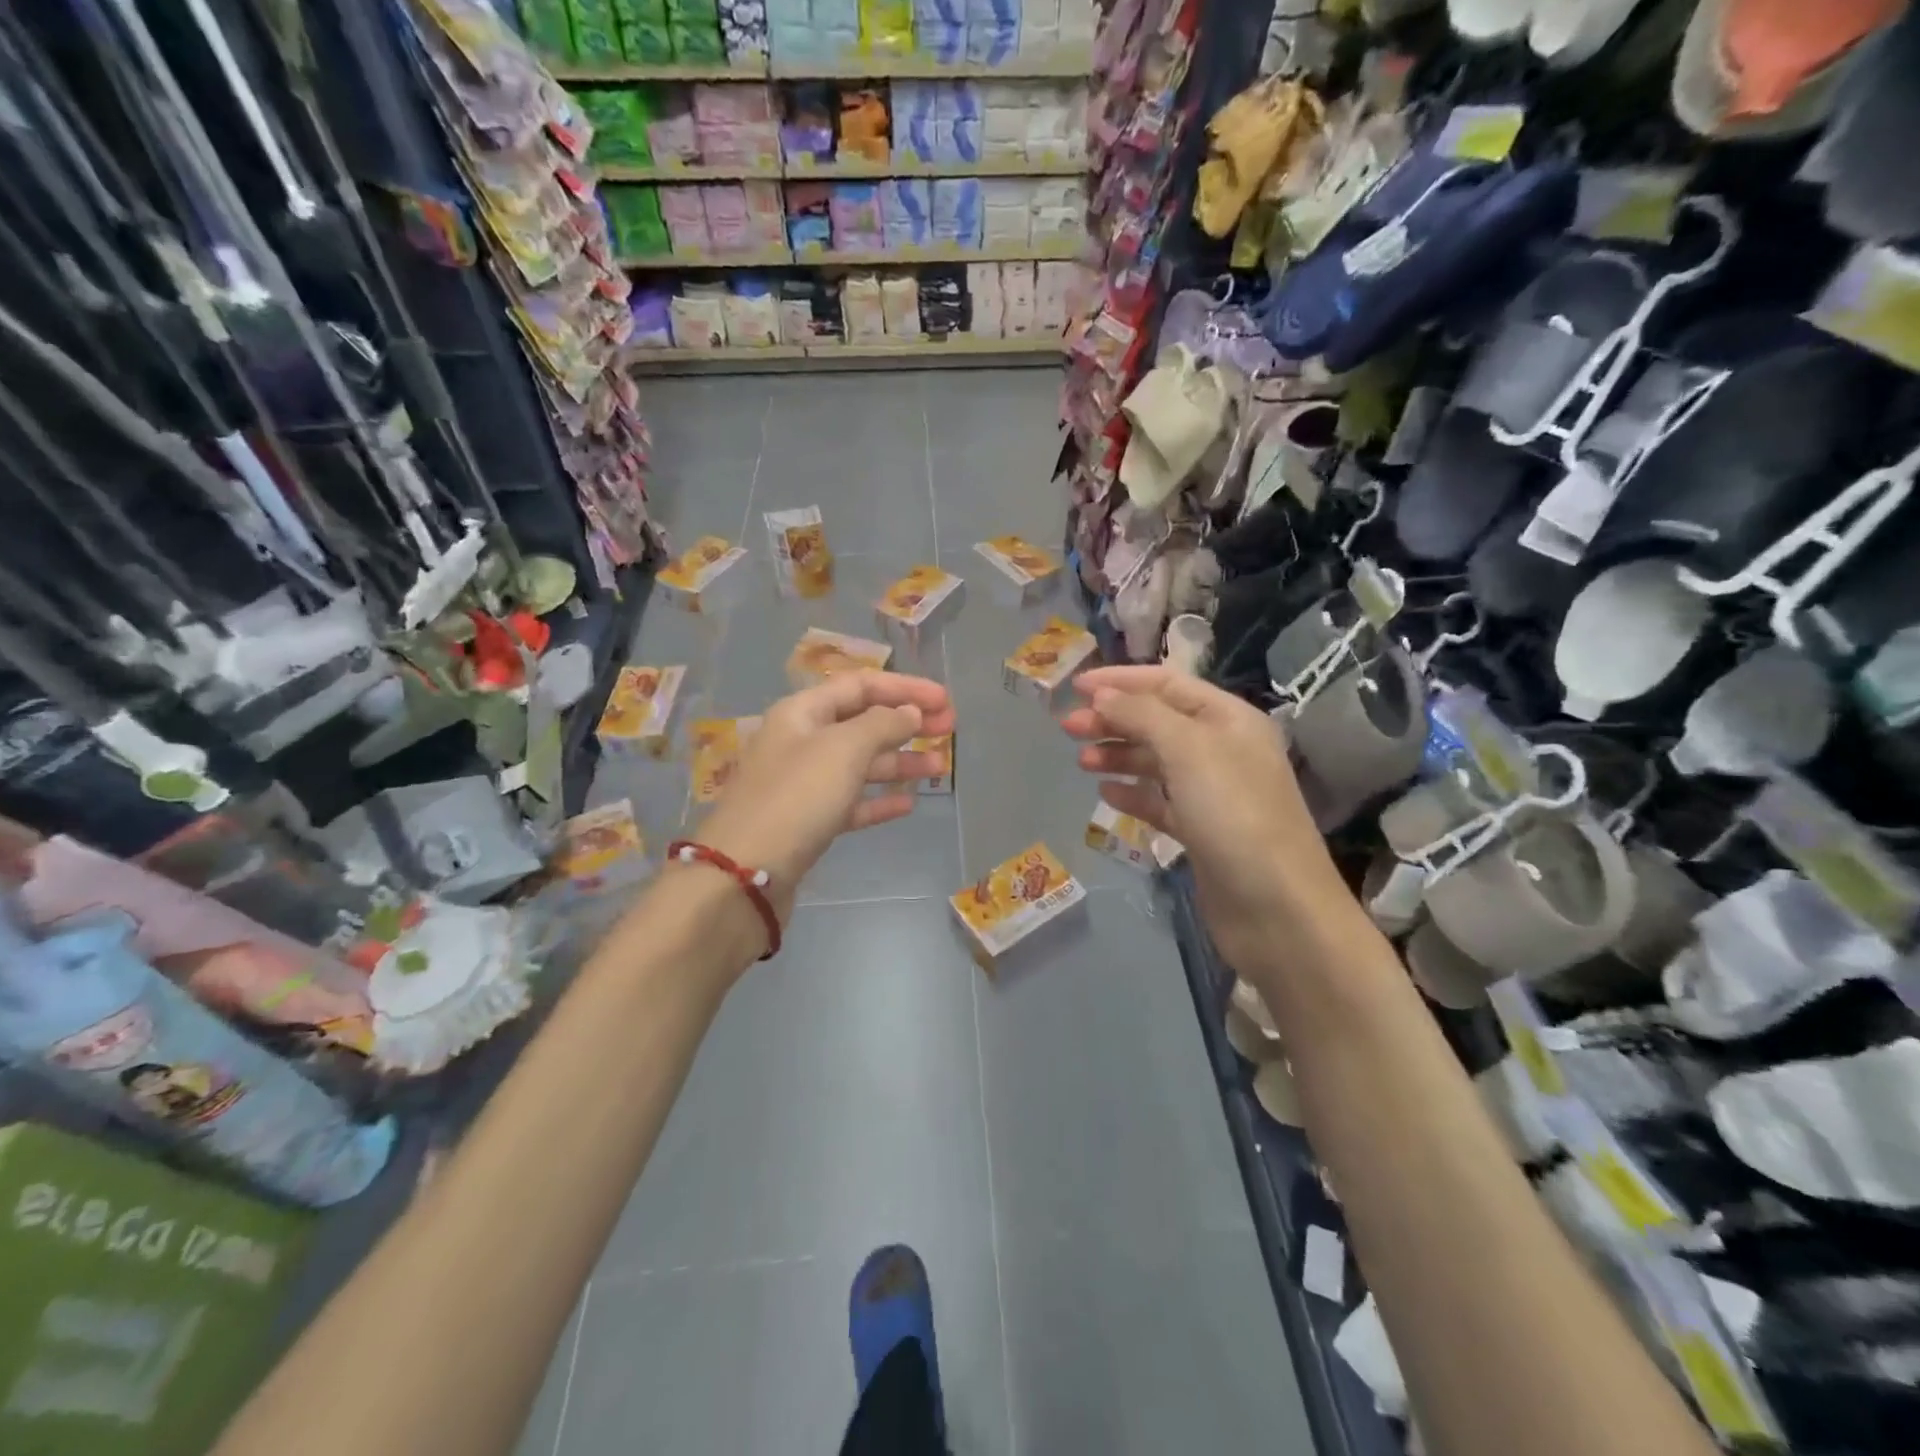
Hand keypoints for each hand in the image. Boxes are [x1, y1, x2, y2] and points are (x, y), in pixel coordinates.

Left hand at [692, 671, 954, 925]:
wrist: (745, 874)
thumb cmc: (797, 797)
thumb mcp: (843, 749)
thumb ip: (882, 724)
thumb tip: (909, 712)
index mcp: (802, 713)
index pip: (861, 686)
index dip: (905, 688)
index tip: (945, 700)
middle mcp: (801, 741)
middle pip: (863, 723)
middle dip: (907, 723)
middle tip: (950, 728)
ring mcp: (804, 784)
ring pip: (860, 764)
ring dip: (901, 762)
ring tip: (940, 767)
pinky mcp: (808, 822)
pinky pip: (851, 802)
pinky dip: (879, 800)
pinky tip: (908, 804)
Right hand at [1060, 666, 1355, 976]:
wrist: (1276, 909)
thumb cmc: (1234, 815)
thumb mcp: (1188, 750)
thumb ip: (1142, 715)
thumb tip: (1102, 695)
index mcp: (1228, 719)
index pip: (1168, 684)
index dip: (1120, 680)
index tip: (1074, 687)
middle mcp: (1222, 749)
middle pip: (1157, 721)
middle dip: (1112, 719)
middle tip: (1067, 728)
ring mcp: (1212, 792)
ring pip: (1155, 761)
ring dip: (1118, 754)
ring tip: (1081, 761)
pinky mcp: (1200, 830)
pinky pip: (1159, 801)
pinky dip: (1132, 793)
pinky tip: (1106, 794)